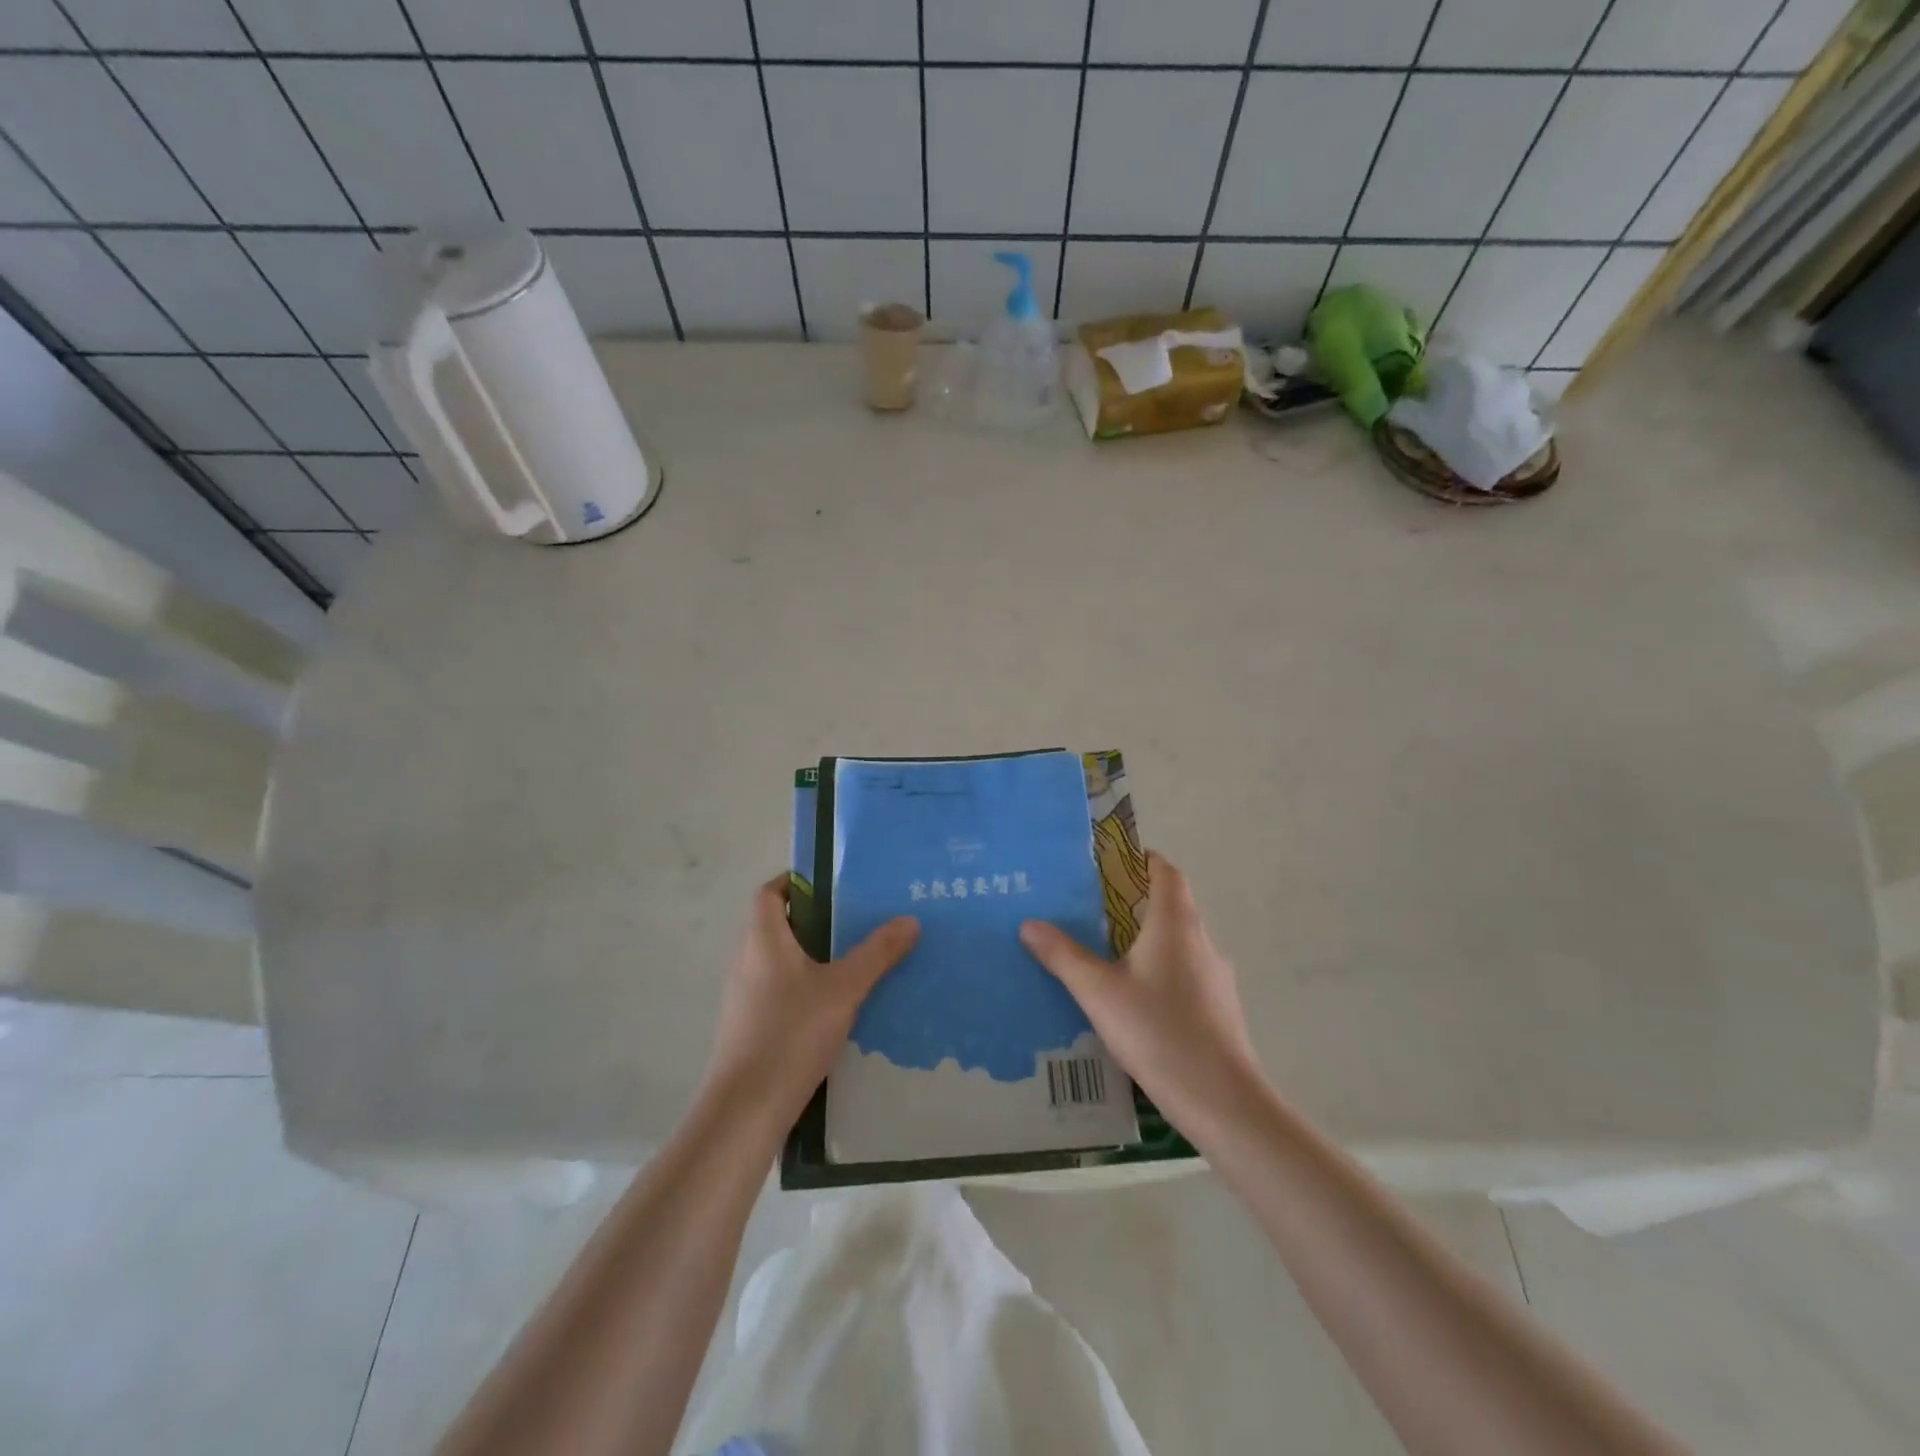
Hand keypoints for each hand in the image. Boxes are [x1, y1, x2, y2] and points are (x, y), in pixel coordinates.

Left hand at [701, 876, 919, 1128]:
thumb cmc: (791, 1033)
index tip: (832, 885)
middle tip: (857, 921)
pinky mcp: (748, 1026)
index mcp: (763, 939)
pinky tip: (835, 1006)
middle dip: (815, 920)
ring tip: (854, 960)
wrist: (746, 1108)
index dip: (796, 882)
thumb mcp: (844, 989)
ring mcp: (743, 996)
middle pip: (777, 925)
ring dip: (811, 955)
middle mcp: (746, 960)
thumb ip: (877, 953)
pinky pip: (778, 990)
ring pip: (779, 960)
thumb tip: (909, 920)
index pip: (770, 893)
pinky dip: (804, 986)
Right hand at [1020, 853, 1259, 1130]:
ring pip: (1181, 942)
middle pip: (1174, 905)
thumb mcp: (1098, 992)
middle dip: (1138, 901)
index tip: (1114, 862)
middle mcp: (1201, 941)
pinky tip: (1138, 1001)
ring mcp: (1216, 976)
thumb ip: (1063, 956)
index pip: (1167, 872)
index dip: (1145, 860)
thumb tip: (1030, 924)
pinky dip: (1163, 971)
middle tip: (1095, 909)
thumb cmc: (1157, 1031)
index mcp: (1175, 924)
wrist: (1221, 1099)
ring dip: (1151, 939)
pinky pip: (1188, 973)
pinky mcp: (1220, 1008)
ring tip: (1111, 955)